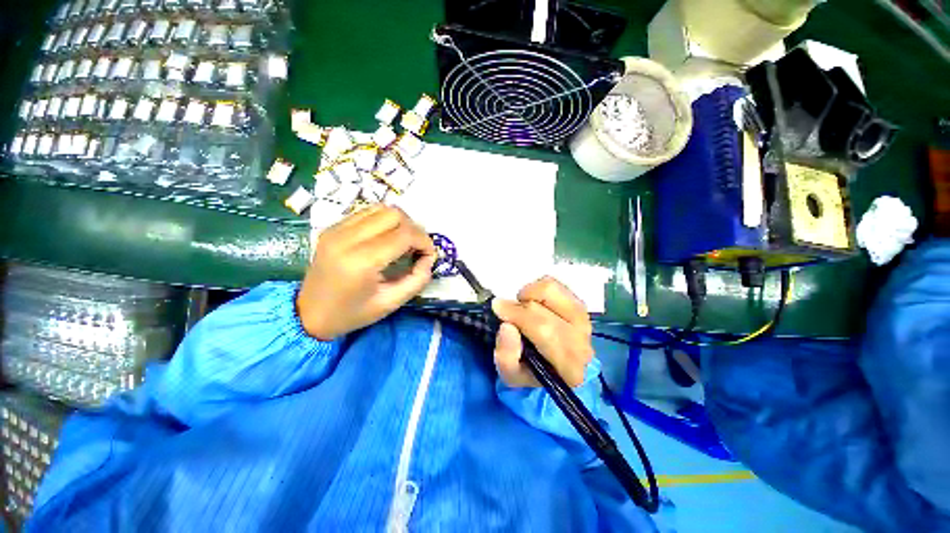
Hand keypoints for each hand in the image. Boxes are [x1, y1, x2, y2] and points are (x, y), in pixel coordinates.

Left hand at [297, 205, 435, 339]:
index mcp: (361, 261)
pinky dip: (384, 221)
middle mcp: (347, 238)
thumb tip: (428, 259)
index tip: (428, 256)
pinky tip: (385, 238)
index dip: (424, 242)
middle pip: (394, 214)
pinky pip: (367, 213)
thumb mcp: (391, 303)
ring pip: (381, 208)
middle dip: (414, 229)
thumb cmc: (351, 314)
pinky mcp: (332, 227)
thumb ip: (417, 280)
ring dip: (400, 223)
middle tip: (416, 249)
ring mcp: (336, 229)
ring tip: (402, 243)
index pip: (404, 234)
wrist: (308, 315)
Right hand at [491, 277, 593, 387]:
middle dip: (520, 308)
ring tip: (522, 307)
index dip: (518, 316)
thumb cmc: (529, 370)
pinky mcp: (579, 303)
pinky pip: (554, 284)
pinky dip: (536, 288)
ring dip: (530, 294)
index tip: (497, 308)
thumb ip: (505, 356)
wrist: (552, 365)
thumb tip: (507, 326)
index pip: (544, 332)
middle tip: (505, 310)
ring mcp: (583, 319)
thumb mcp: (510, 374)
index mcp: (569, 367)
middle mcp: (582, 342)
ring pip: (552, 292)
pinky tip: (532, 302)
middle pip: (547, 313)